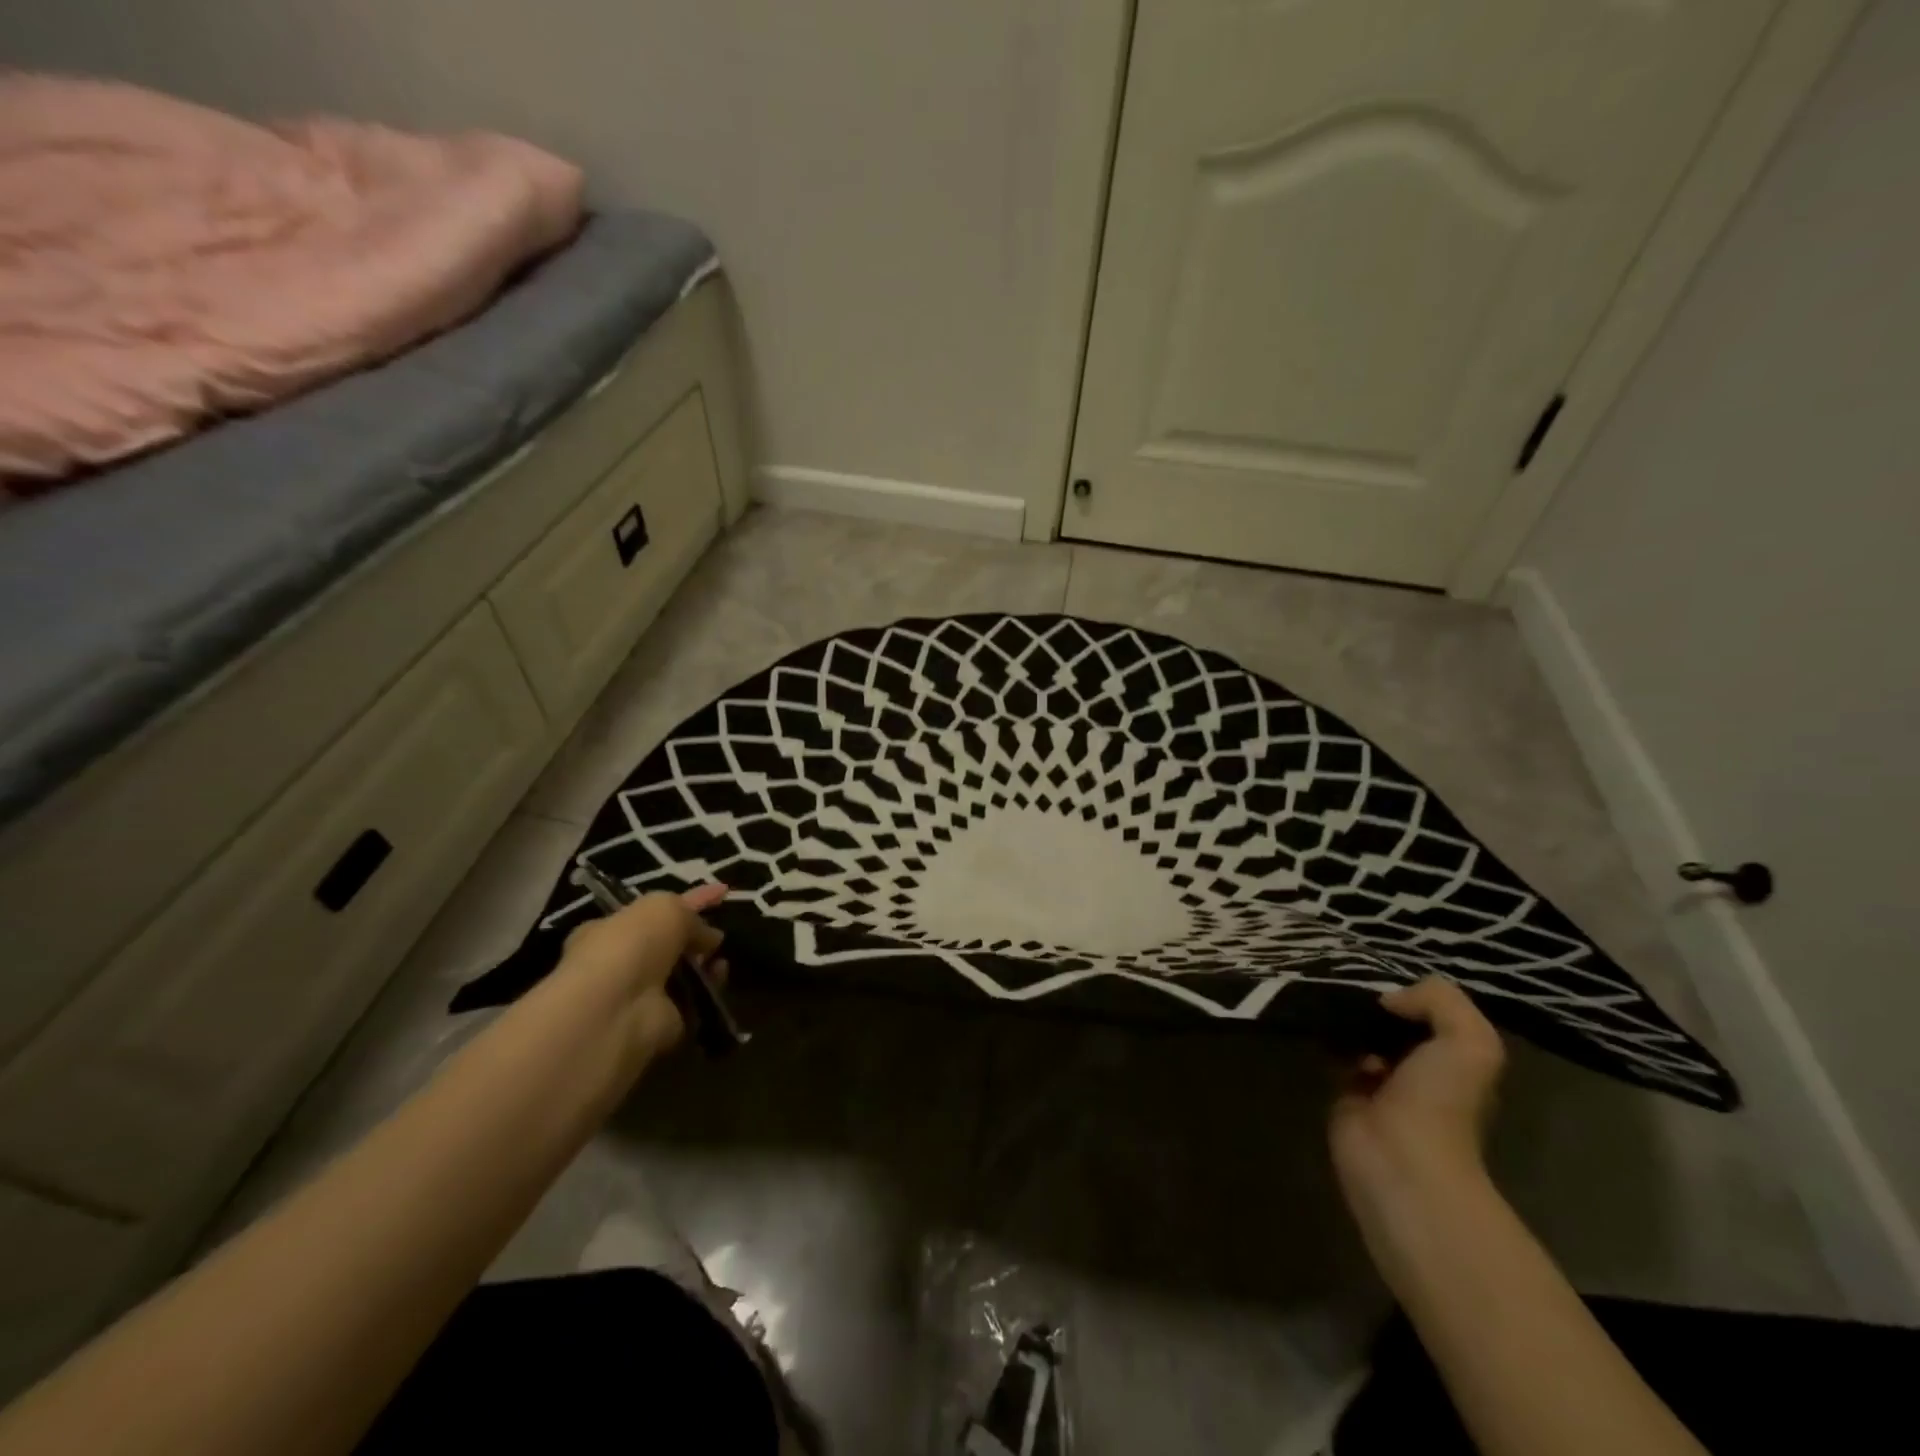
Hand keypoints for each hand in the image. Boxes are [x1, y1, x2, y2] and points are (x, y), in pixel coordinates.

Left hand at [558, 883, 727, 1061]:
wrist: (616, 1009)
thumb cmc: (632, 944)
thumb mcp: (664, 907)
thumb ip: (690, 913)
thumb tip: (710, 936)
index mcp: (609, 929)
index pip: (654, 910)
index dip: (688, 900)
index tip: (722, 892)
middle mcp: (621, 962)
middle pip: (667, 944)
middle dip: (695, 937)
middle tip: (717, 935)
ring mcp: (639, 994)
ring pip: (682, 973)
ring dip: (705, 964)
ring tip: (721, 958)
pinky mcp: (660, 1021)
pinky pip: (693, 1000)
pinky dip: (710, 988)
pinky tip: (719, 976)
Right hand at [1329, 976, 1505, 1226]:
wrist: (1399, 1159)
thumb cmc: (1440, 1101)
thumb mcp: (1469, 1041)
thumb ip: (1440, 1001)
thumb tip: (1390, 998)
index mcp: (1456, 1061)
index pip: (1433, 1014)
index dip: (1413, 995)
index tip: (1385, 983)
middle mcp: (1421, 1070)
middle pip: (1395, 1025)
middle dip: (1376, 1007)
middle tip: (1349, 988)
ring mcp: (1380, 1084)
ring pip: (1362, 1037)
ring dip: (1348, 1021)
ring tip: (1329, 1001)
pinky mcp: (1343, 1094)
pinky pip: (1334, 1055)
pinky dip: (1325, 1039)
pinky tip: (1318, 1025)